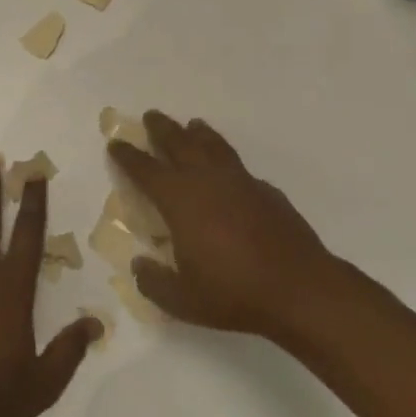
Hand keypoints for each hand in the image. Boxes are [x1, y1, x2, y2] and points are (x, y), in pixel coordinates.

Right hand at [110, 112, 337, 340]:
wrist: (299, 288)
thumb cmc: (233, 293)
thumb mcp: (182, 300)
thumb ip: (154, 282)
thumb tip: (139, 265)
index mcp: (180, 200)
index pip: (145, 170)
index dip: (128, 155)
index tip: (116, 143)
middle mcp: (207, 180)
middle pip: (179, 143)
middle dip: (162, 128)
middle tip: (151, 116)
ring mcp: (240, 181)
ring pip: (213, 145)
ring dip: (198, 133)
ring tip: (192, 124)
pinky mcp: (266, 191)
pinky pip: (239, 166)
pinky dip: (227, 159)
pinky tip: (228, 169)